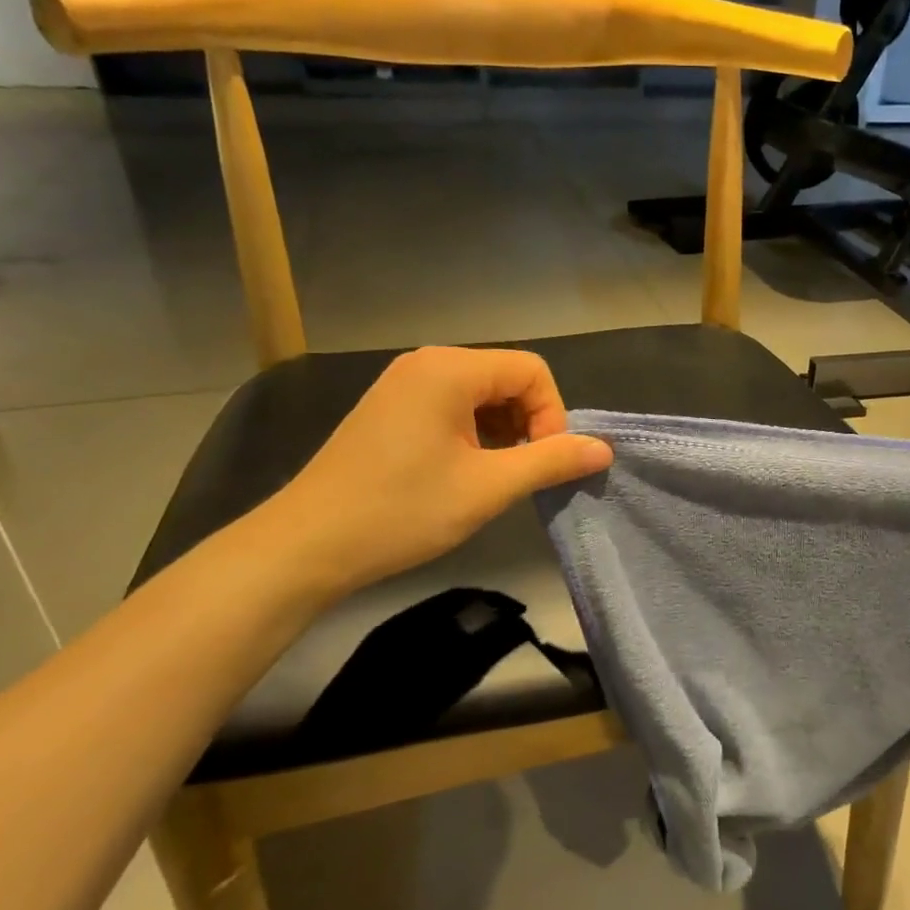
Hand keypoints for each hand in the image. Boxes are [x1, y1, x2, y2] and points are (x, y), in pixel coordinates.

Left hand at [262, 347, 611, 598]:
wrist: (306, 546)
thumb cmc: (402, 511)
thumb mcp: (488, 488)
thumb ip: (551, 461)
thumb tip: (603, 449)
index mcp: (450, 369)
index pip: (533, 371)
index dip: (552, 415)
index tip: (541, 463)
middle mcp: (427, 363)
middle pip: (507, 379)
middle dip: (527, 424)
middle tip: (518, 475)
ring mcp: (404, 384)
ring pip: (481, 395)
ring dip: (501, 432)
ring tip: (491, 478)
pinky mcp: (390, 408)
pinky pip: (452, 407)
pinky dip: (473, 434)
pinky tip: (461, 473)